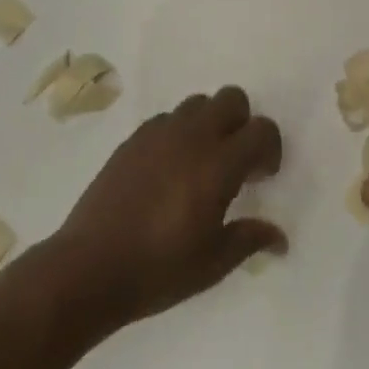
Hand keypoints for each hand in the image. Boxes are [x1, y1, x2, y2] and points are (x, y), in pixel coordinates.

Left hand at [49, 87, 285, 329]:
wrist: (89, 268)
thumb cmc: (158, 269)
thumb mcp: (213, 263)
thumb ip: (249, 239)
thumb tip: (280, 237)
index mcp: (218, 164)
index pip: (261, 130)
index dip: (270, 149)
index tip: (262, 178)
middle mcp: (192, 136)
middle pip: (231, 98)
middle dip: (242, 123)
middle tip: (236, 162)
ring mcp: (158, 133)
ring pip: (198, 103)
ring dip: (210, 124)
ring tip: (201, 164)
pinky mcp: (133, 139)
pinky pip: (167, 119)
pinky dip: (178, 133)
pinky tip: (169, 170)